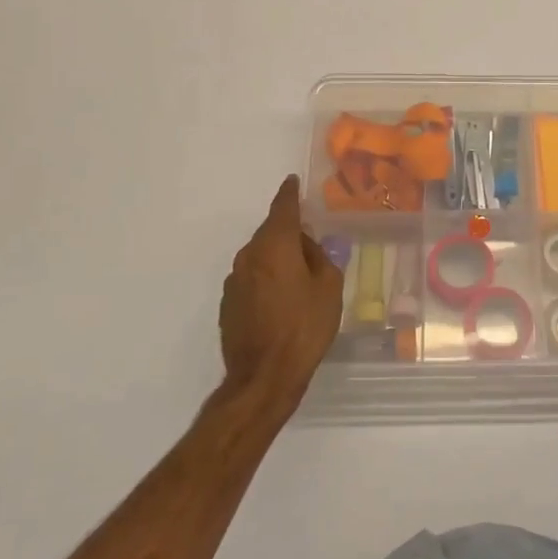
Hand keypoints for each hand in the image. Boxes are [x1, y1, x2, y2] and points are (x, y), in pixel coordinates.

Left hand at [219, 176, 342, 410]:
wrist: (263, 377)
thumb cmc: (304, 327)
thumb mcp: (329, 288)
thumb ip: (321, 258)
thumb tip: (308, 247)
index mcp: (275, 245)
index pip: (283, 208)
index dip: (290, 193)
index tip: (292, 181)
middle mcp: (249, 256)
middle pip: (271, 233)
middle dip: (290, 234)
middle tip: (312, 245)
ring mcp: (234, 281)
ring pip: (260, 257)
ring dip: (278, 259)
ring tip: (300, 278)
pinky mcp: (228, 304)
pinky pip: (252, 279)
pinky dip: (267, 280)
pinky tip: (282, 301)